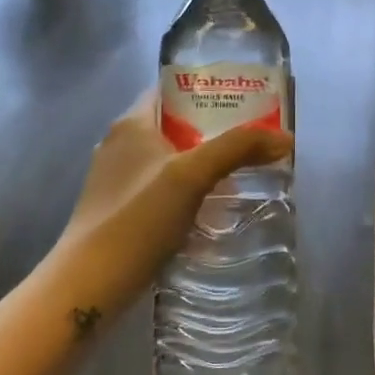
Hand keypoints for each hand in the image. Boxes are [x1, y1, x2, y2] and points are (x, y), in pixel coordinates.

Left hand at [56, 90, 292, 313]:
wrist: (90, 285)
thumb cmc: (137, 218)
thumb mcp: (192, 175)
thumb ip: (237, 149)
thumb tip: (285, 138)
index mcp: (131, 124)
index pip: (172, 90)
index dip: (208, 90)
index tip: (246, 100)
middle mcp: (120, 145)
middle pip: (176, 125)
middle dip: (215, 131)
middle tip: (255, 139)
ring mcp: (117, 180)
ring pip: (170, 160)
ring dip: (204, 163)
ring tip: (243, 173)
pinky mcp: (121, 211)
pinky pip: (163, 189)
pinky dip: (189, 192)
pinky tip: (213, 209)